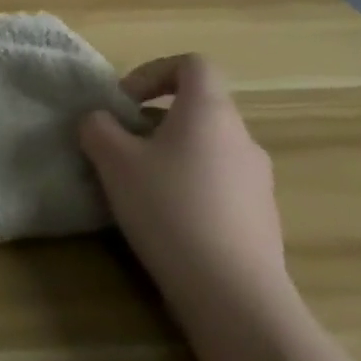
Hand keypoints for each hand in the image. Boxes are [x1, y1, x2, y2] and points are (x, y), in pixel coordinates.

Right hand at [79, 54, 294, 328]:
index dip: (154, 72)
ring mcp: (258, 181)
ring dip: (170, 154)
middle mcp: (242, 138)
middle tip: (121, 146)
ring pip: (207, 148)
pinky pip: (219, 183)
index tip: (124, 101)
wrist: (234, 295)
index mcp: (210, 112)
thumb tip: (101, 121)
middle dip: (154, 120)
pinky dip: (190, 186)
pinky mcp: (262, 219)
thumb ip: (98, 128)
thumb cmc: (169, 209)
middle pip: (197, 108)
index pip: (193, 65)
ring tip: (138, 186)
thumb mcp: (113, 160)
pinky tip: (167, 220)